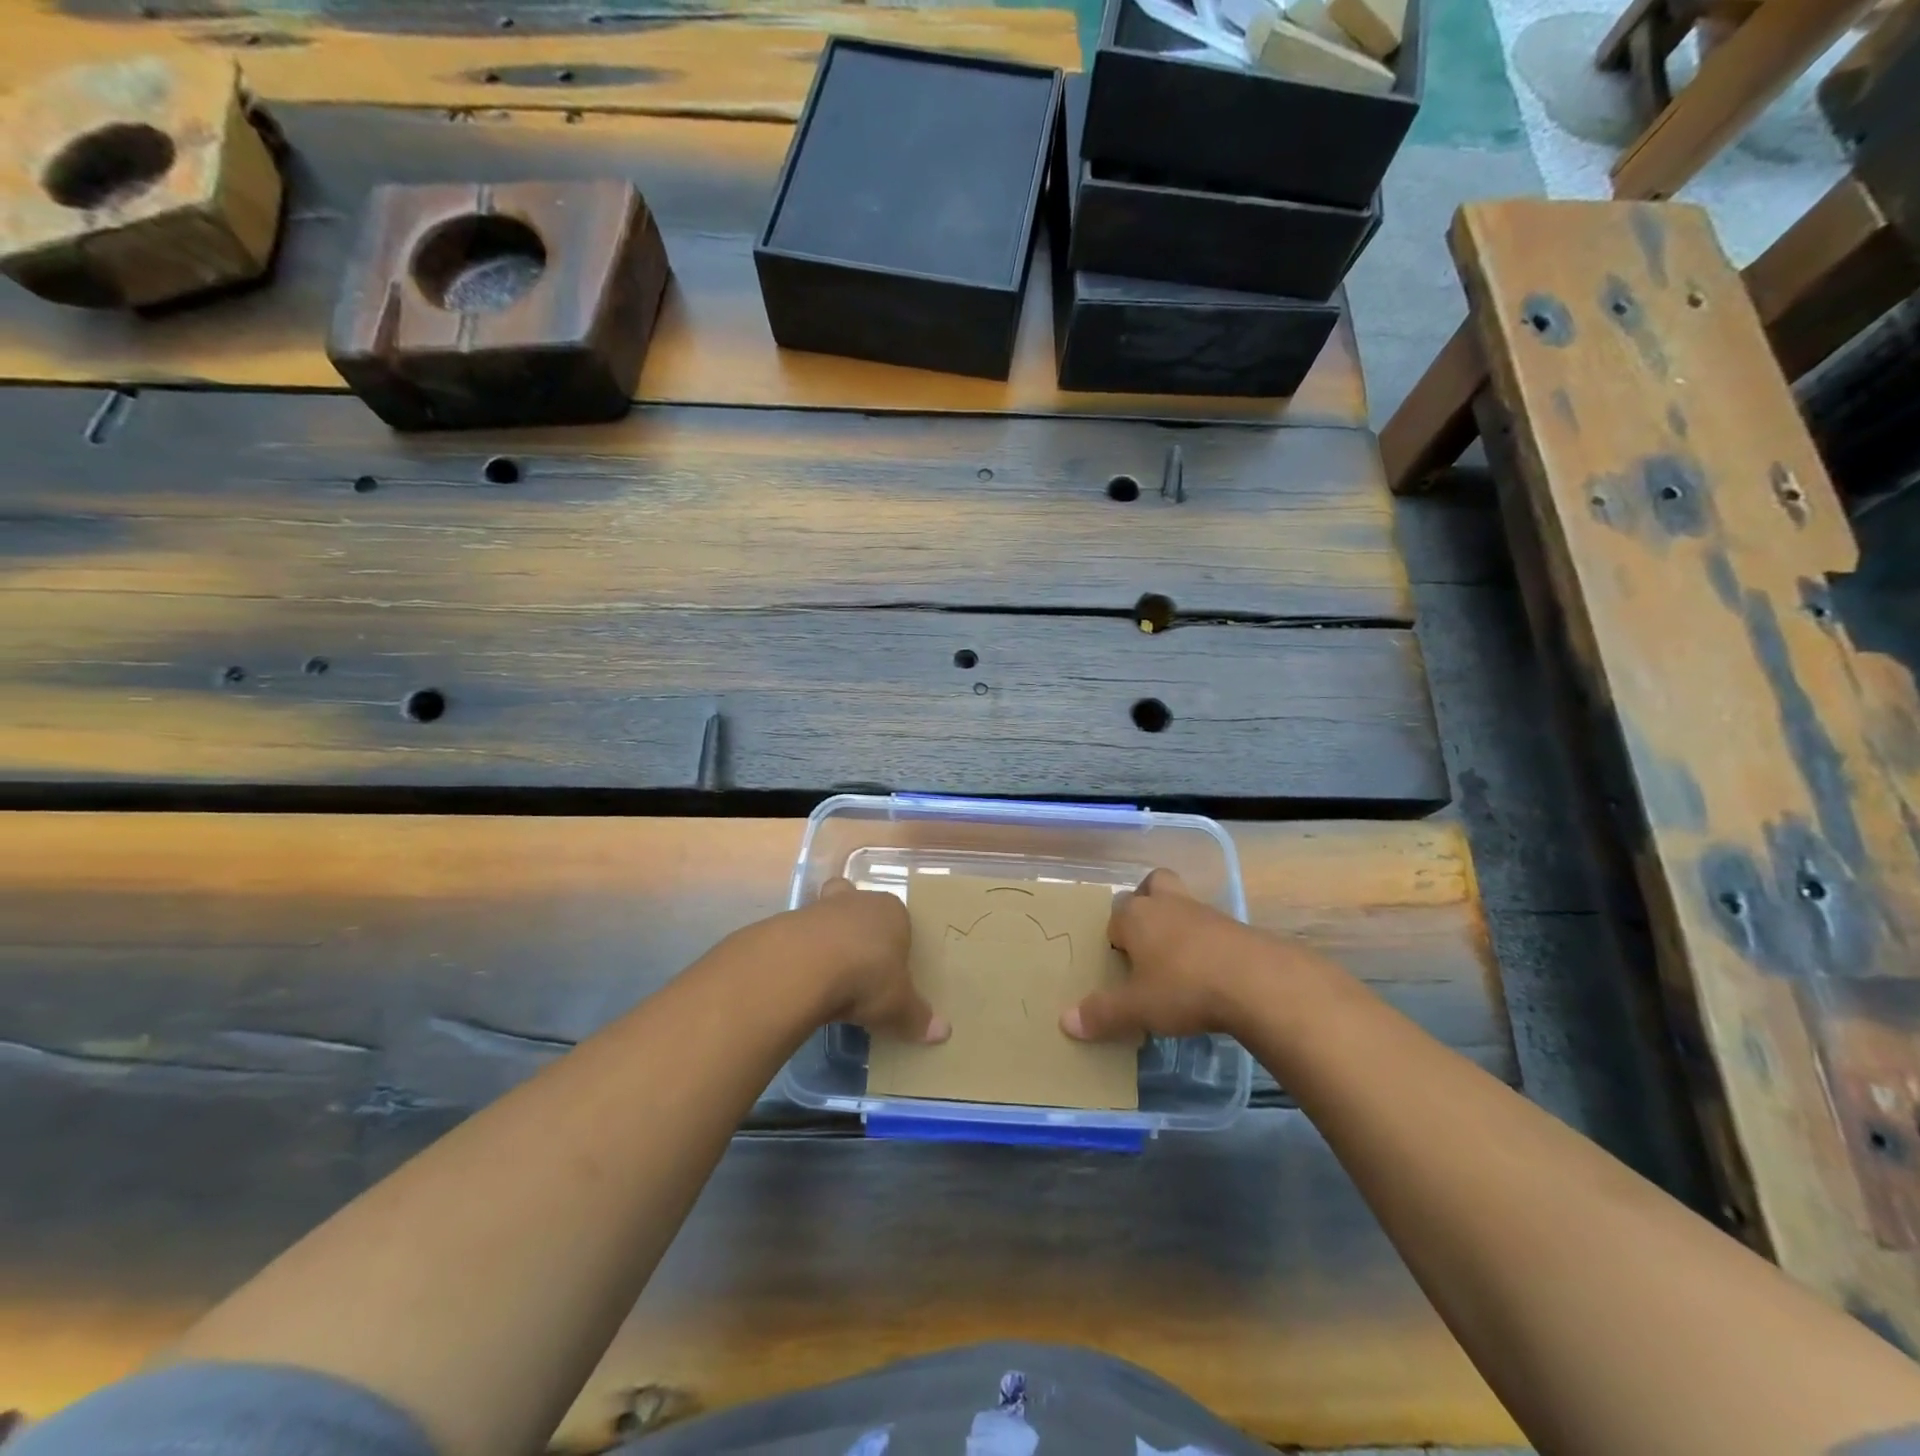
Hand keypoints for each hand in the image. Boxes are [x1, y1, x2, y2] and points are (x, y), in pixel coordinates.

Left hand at [798, 878, 949, 1043]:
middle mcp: (859, 901)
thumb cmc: (867, 976)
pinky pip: (801, 936)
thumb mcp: (898, 1005)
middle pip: (861, 907)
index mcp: (892, 911)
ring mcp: (821, 907)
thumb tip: (943, 1033)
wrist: (806, 966)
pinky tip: (804, 981)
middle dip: (859, 929)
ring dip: (828, 941)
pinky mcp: (789, 922)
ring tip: (829, 978)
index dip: (895, 940)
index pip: (899, 918)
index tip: (891, 967)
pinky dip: (803, 955)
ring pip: (828, 917)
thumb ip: (918, 1017)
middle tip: (859, 962)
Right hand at [1060, 869, 1274, 1042]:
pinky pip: (1212, 927)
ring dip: (1178, 924)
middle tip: (1146, 938)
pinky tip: (1209, 974)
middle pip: (1152, 885)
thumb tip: (1065, 1022)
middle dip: (1147, 903)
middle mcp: (1167, 904)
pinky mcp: (1236, 927)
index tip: (1120, 966)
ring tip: (1178, 963)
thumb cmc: (1184, 987)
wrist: (1257, 982)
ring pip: (1183, 904)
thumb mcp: (1137, 1008)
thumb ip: (1102, 1014)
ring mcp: (1205, 912)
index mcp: (1136, 916)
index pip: (1115, 916)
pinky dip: (1207, 944)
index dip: (1115, 938)